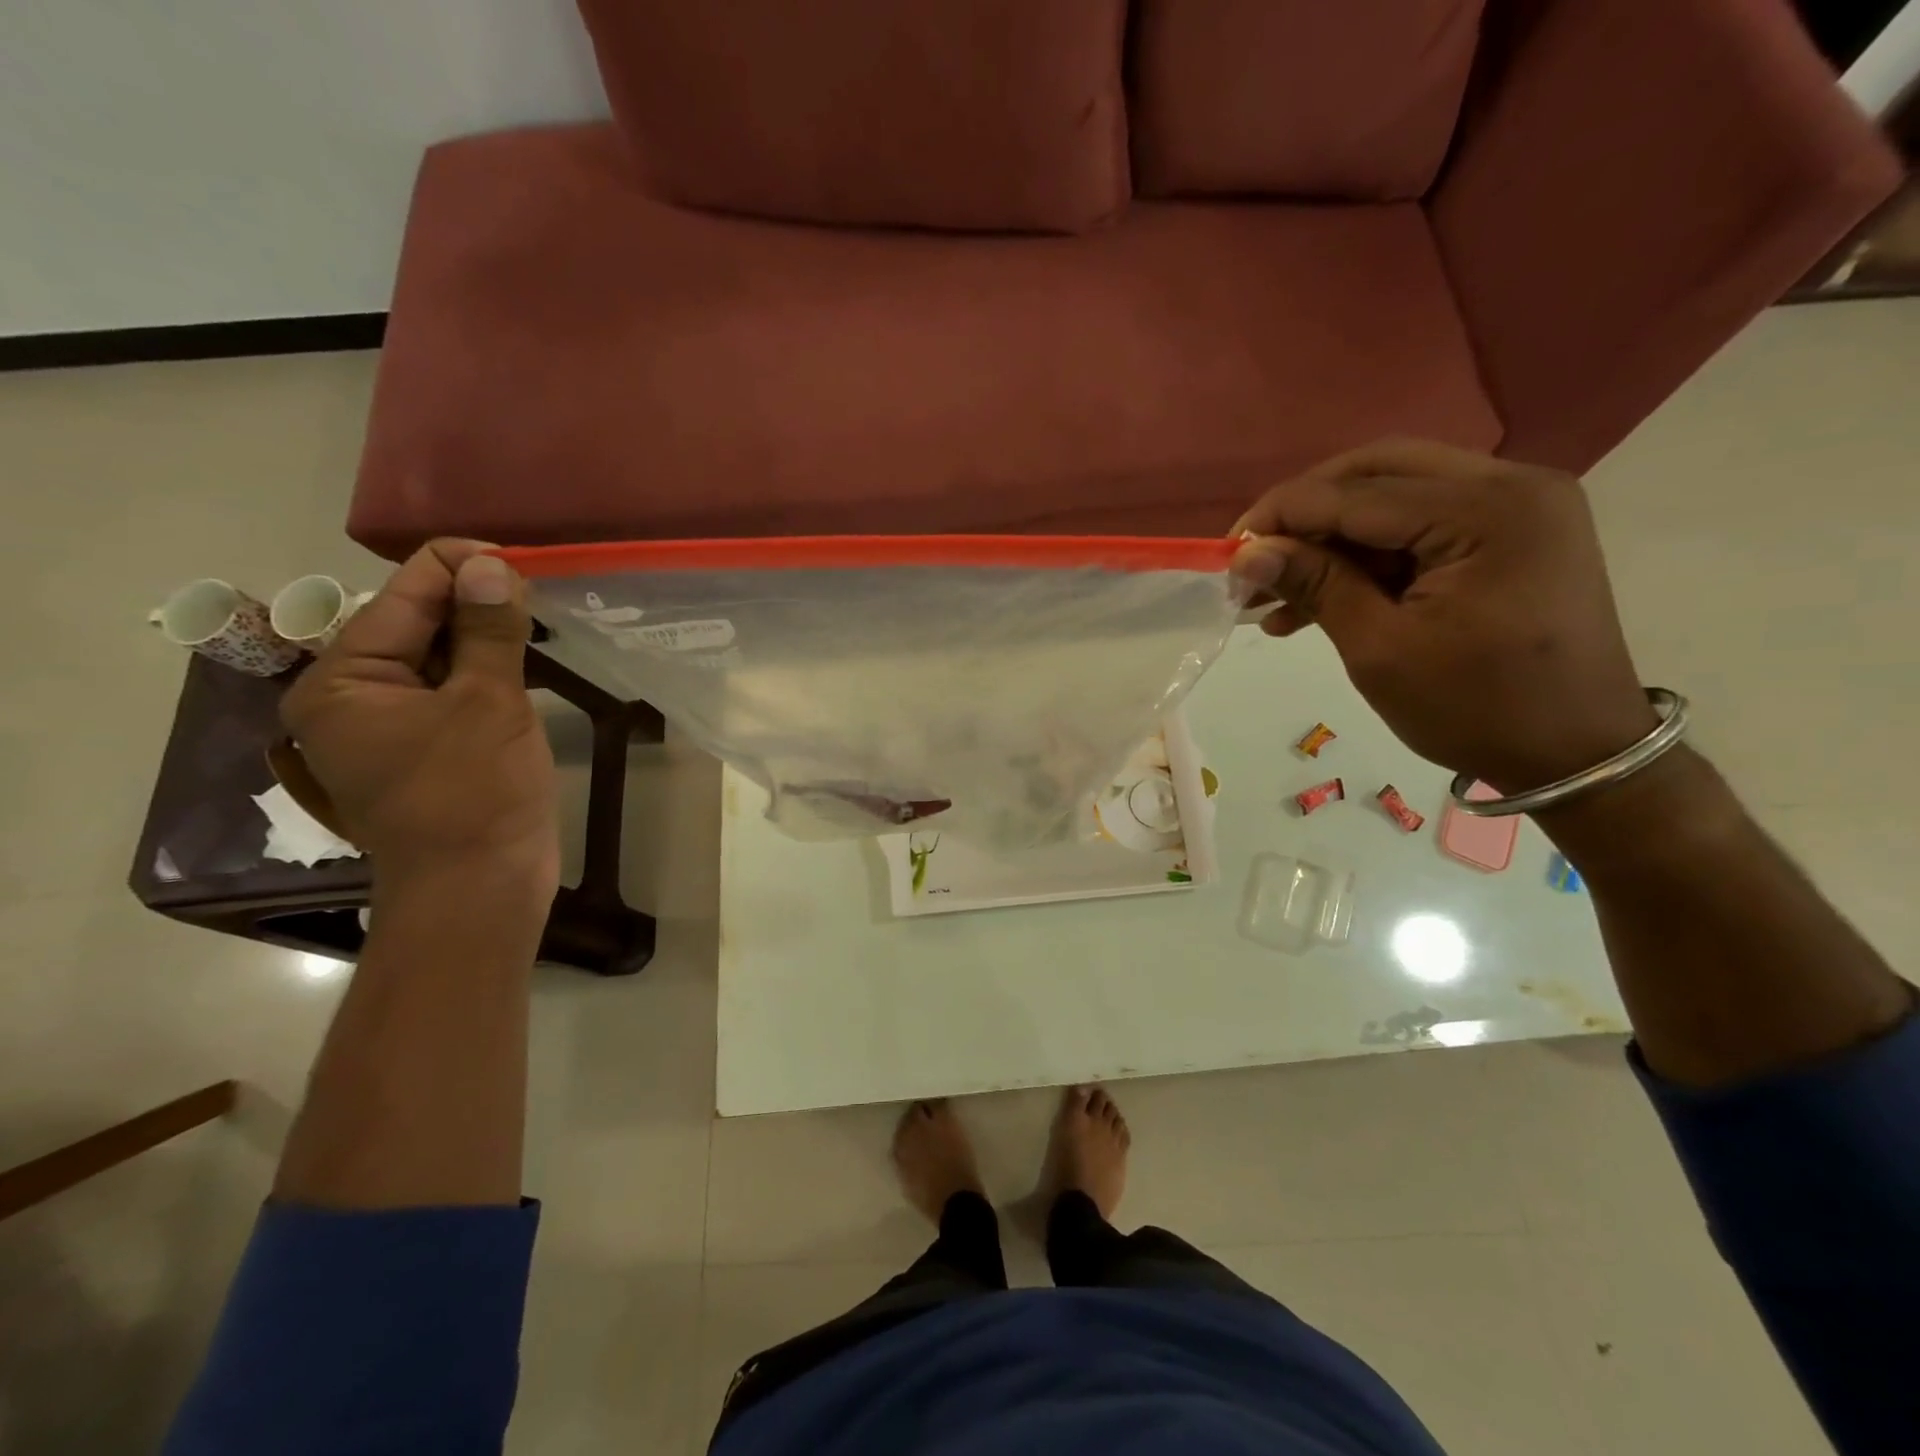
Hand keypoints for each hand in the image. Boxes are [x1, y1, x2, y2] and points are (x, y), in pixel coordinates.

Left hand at [280, 541, 558, 894]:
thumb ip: (488, 630)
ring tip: (536, 613)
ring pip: (437, 658)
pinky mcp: (426, 748)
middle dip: (473, 600)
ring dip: (484, 634)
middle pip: (414, 624)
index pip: (400, 597)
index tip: (519, 558)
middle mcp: (352, 698)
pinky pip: (452, 690)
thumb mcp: (488, 703)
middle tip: (536, 585)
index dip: (458, 567)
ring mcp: (389, 727)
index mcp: (342, 682)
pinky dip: (486, 669)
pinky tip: (524, 656)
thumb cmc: (475, 793)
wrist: (479, 887)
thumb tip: (492, 565)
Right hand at [1231, 440, 1657, 792]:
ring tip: (1274, 593)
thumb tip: (1246, 554)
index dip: (1282, 516)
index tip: (1227, 551)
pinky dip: (1367, 557)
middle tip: (1254, 557)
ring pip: (1395, 498)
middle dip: (1305, 514)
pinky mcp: (1511, 534)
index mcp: (1488, 511)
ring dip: (1331, 540)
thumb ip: (1316, 585)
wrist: (1577, 754)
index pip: (1357, 493)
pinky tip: (1318, 599)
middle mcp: (1512, 485)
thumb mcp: (1380, 649)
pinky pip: (1421, 527)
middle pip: (1378, 473)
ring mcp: (1517, 506)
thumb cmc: (1476, 709)